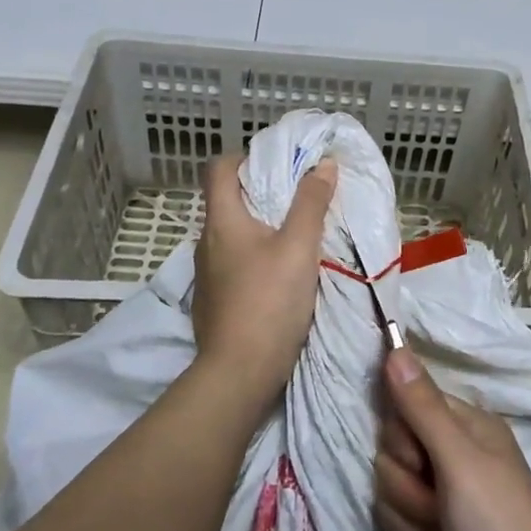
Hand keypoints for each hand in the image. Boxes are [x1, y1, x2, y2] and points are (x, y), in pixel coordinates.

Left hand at [190, 155, 337, 397]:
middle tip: (296, 198)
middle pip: (226, 201)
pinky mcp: (213, 300)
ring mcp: (206, 274)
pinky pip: (232, 264)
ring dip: (258, 228)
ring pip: (231, 236)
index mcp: (222, 221)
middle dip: (259, 193)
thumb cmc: (269, 301)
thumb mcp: (300, 248)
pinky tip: (278, 274)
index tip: (275, 164)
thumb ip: (311, 204)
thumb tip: (323, 164)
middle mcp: (206, 242)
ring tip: (293, 236)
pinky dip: (253, 258)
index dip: (243, 157)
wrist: (239, 372)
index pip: (218, 168)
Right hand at [373, 346, 530, 530]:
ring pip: (395, 498)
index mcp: (467, 426)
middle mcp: (459, 456)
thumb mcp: (460, 465)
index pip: (402, 410)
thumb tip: (394, 344)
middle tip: (442, 513)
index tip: (425, 467)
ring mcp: (453, 501)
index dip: (403, 443)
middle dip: (408, 492)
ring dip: (415, 529)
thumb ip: (422, 407)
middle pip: (394, 456)